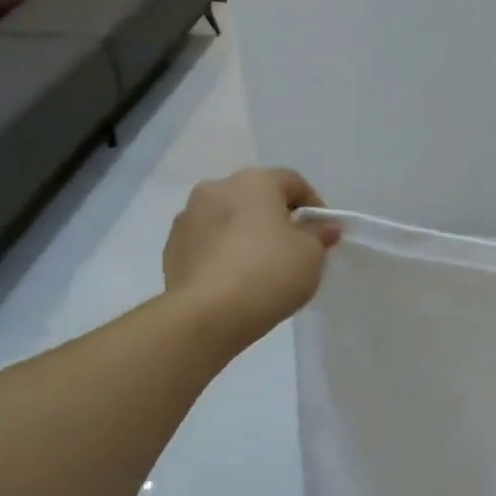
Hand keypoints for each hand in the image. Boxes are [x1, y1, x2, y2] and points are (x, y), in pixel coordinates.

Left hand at [162, 168, 340, 351]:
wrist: (208, 314)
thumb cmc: (269, 274)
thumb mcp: (311, 256)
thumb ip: (319, 236)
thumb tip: (323, 227)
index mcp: (254, 182)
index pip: (293, 182)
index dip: (314, 205)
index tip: (322, 233)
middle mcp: (217, 189)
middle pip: (256, 197)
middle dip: (275, 218)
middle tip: (292, 249)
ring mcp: (188, 217)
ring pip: (228, 218)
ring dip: (245, 233)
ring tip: (260, 267)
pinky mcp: (172, 247)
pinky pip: (207, 242)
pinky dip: (223, 252)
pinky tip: (234, 280)